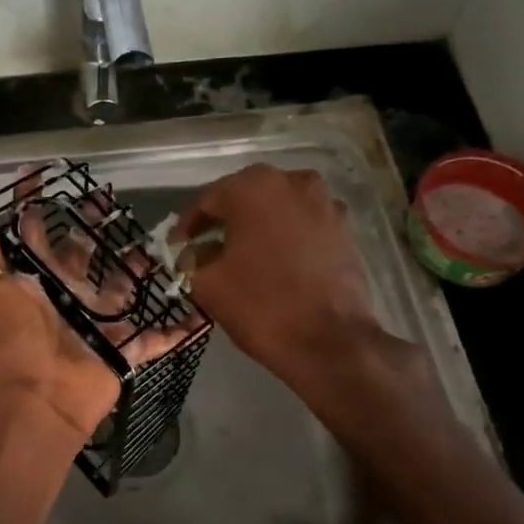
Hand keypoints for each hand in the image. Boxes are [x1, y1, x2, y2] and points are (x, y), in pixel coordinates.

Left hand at [0, 204, 192, 440]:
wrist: (39, 398)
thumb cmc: (14, 337)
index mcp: (37, 280)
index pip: (36, 234)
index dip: (36, 206)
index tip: (45, 175)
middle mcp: (67, 297)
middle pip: (84, 257)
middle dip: (95, 230)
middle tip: (111, 202)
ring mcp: (98, 324)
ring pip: (122, 290)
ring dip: (137, 270)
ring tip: (158, 243)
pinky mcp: (124, 349)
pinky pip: (156, 338)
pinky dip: (178, 330)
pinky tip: (200, 311)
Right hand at [173, 165, 384, 393]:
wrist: (331, 342)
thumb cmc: (261, 305)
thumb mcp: (207, 283)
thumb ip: (191, 258)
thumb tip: (193, 252)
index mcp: (254, 187)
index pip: (208, 200)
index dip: (188, 226)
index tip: (178, 248)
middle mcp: (293, 181)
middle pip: (245, 198)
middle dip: (224, 222)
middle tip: (206, 250)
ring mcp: (325, 202)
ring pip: (277, 209)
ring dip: (257, 228)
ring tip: (242, 257)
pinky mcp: (345, 228)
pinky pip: (302, 225)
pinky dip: (285, 237)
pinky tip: (275, 263)